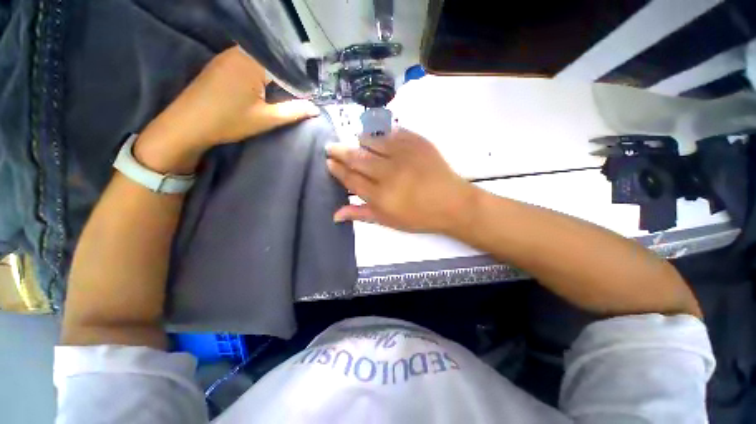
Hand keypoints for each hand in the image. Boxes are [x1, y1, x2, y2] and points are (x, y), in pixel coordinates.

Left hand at [134, 46, 319, 173]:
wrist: (188, 124)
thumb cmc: (229, 121)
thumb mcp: (267, 119)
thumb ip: (294, 111)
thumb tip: (315, 109)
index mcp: (253, 62)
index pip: (286, 67)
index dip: (300, 83)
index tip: (309, 97)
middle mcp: (240, 52)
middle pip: (273, 60)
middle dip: (288, 77)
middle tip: (299, 95)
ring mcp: (227, 56)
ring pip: (261, 61)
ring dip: (274, 76)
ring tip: (285, 92)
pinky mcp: (220, 63)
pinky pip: (248, 62)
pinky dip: (260, 73)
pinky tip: (264, 87)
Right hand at [326, 129, 475, 233]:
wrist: (452, 202)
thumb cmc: (419, 216)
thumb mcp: (389, 220)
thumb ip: (362, 214)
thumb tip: (335, 214)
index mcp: (381, 196)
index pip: (351, 178)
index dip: (337, 169)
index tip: (329, 162)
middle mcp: (389, 173)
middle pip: (357, 158)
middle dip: (339, 151)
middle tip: (330, 147)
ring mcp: (403, 154)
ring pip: (372, 140)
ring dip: (360, 141)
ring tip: (357, 142)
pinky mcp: (417, 142)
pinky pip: (392, 132)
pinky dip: (382, 134)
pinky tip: (380, 138)